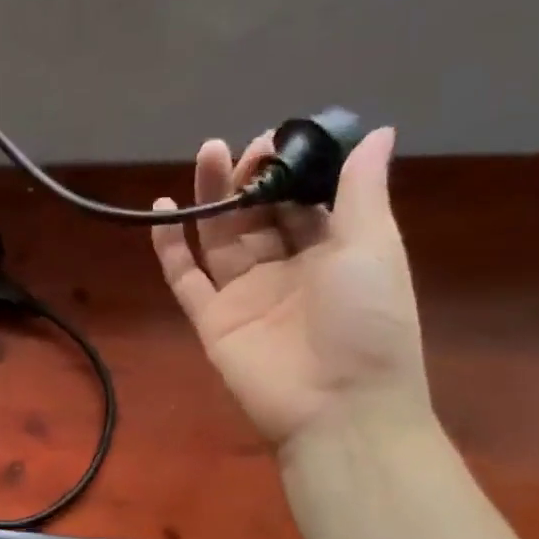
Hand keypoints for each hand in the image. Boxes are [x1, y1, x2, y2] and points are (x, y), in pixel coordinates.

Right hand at [150, 128, 428, 452]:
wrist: (338, 407)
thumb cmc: (367, 322)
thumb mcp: (374, 246)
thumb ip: (363, 189)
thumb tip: (377, 131)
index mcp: (331, 250)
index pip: (302, 199)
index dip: (288, 168)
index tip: (275, 140)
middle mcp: (285, 267)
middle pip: (257, 215)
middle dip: (247, 178)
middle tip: (235, 149)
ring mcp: (244, 294)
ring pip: (220, 238)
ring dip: (210, 199)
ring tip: (205, 156)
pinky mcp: (211, 319)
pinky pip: (185, 278)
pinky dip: (170, 248)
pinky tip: (162, 211)